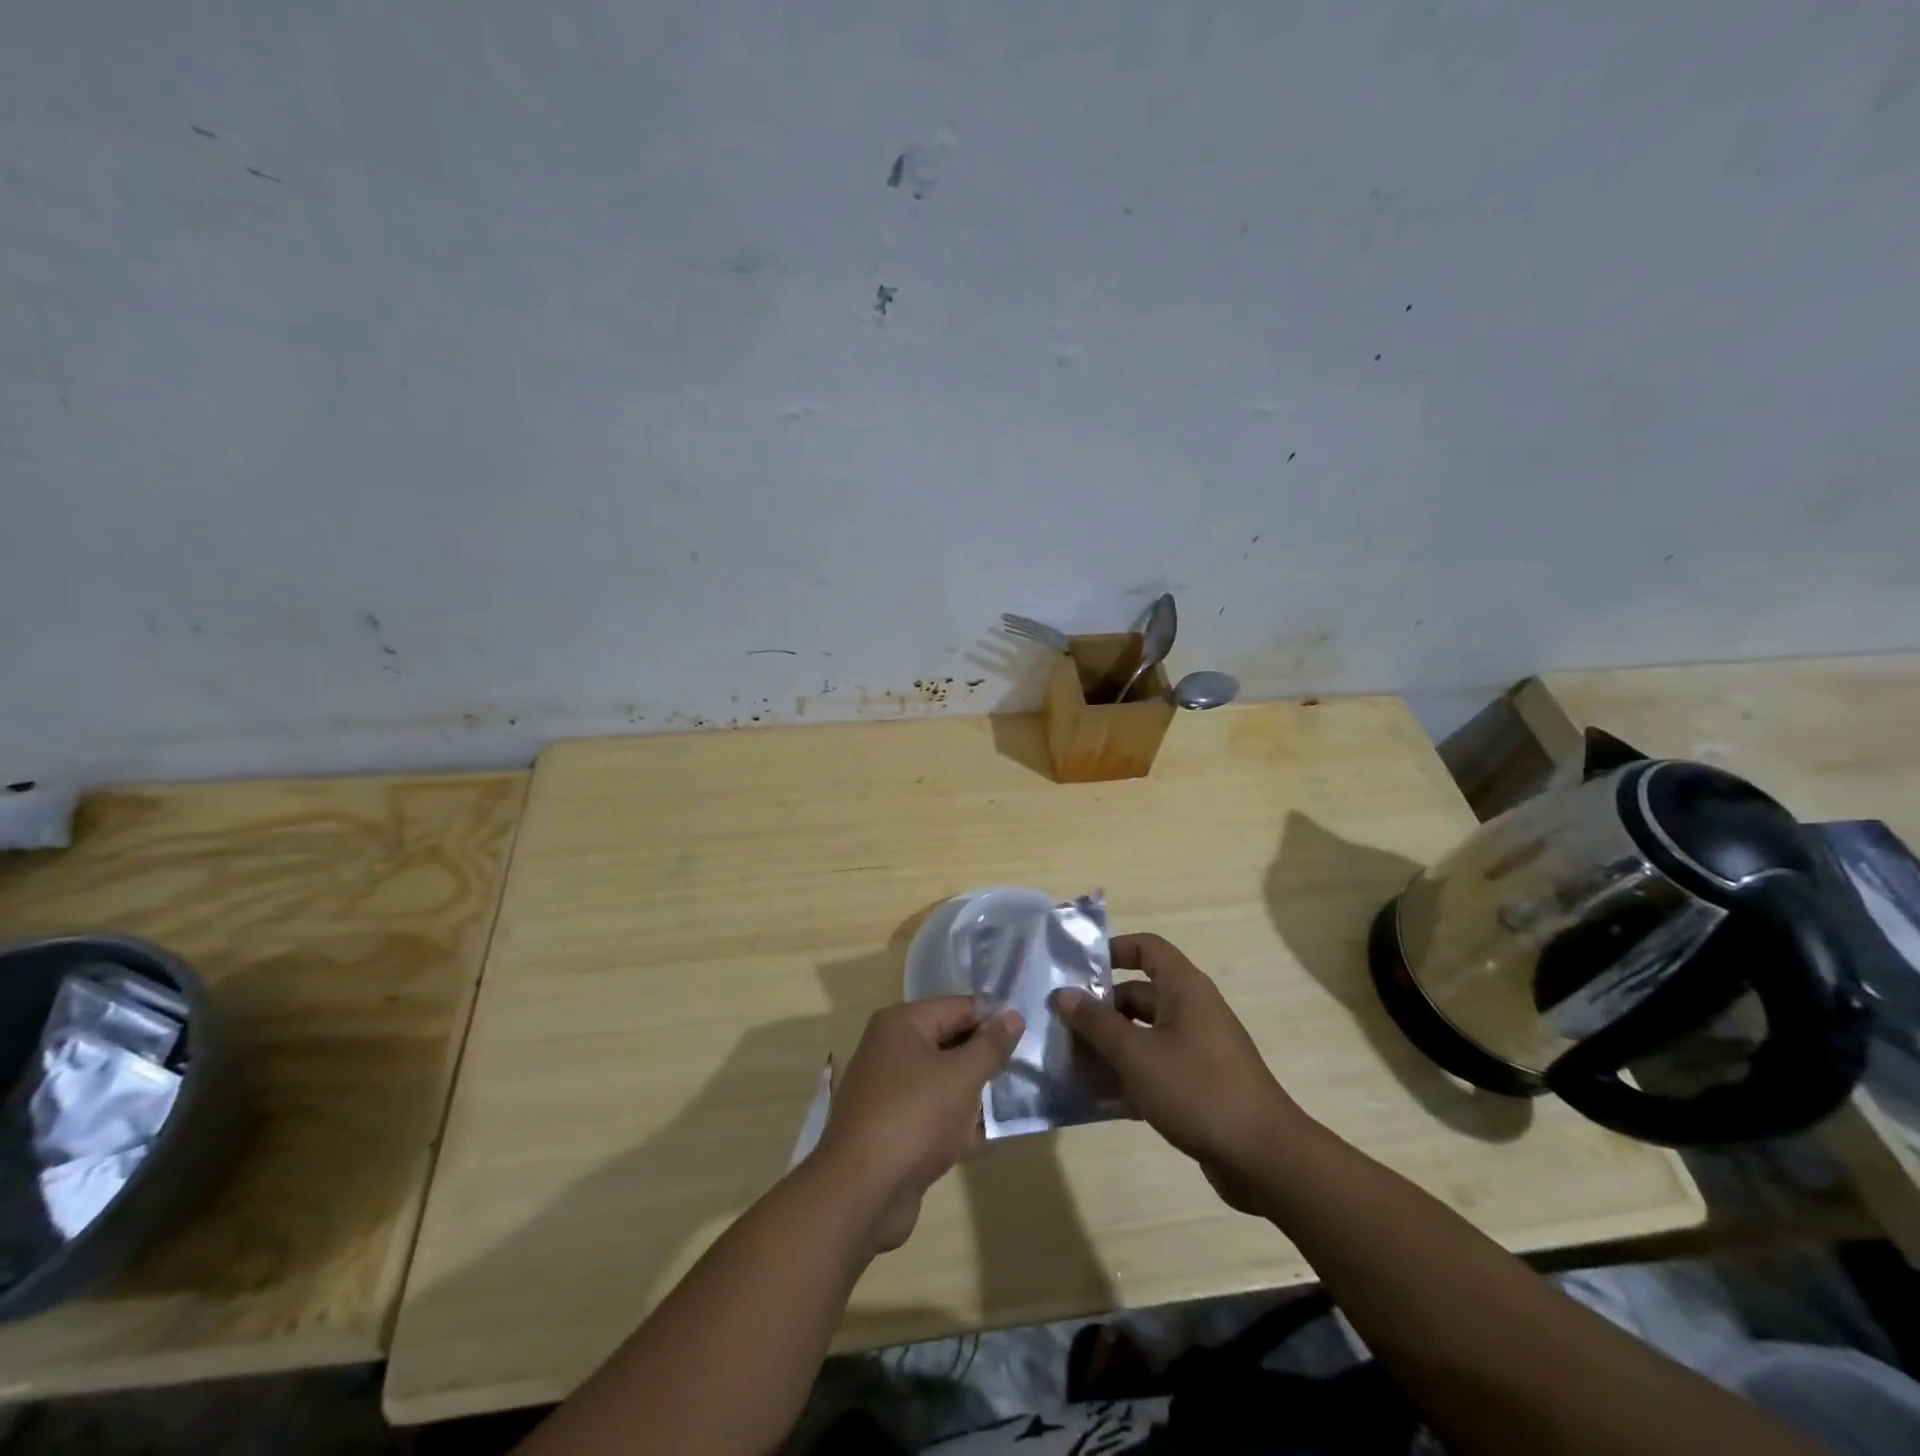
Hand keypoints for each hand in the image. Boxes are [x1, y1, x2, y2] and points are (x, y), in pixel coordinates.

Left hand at [810, 998, 1022, 1251]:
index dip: (994, 1020)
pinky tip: (987, 1140)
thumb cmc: (914, 1118)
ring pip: (943, 1081)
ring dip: (974, 1094)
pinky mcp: (893, 1129)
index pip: (958, 1007)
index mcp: (902, 1024)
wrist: (860, 1194)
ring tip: (1013, 1105)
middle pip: (950, 1042)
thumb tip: (1013, 1015)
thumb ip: (991, 1045)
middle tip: (1026, 1071)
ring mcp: (889, 1091)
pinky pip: (933, 1115)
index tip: (1028, 1038)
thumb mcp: (962, 1077)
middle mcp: (891, 1049)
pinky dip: (957, 1125)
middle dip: (985, 1059)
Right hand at [1053, 933, 1308, 1212]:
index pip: (1146, 948)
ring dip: (1110, 1045)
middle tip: (1061, 1025)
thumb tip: (1063, 994)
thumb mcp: (1136, 1054)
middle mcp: (1192, 1010)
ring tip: (1070, 1062)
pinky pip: (1155, 1066)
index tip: (1077, 968)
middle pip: (1138, 994)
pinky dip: (1129, 1075)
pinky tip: (1099, 1096)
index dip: (1113, 950)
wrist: (1263, 1158)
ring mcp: (1198, 1048)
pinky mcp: (1199, 1083)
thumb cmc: (1197, 1089)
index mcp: (1184, 988)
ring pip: (1144, 1034)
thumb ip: (1096, 1023)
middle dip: (1100, 1009)